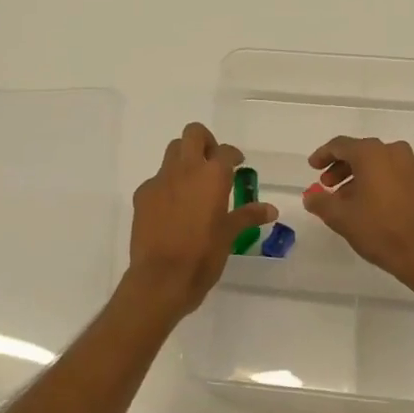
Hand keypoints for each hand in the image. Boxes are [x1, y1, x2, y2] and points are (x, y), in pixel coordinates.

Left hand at [126, 123, 275, 318]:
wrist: (161, 278)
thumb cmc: (203, 256)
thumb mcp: (229, 235)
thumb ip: (248, 216)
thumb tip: (271, 209)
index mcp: (212, 176)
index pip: (225, 151)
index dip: (233, 155)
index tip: (238, 164)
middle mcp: (185, 170)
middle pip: (193, 134)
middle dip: (204, 142)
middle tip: (212, 162)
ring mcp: (160, 180)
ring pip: (172, 152)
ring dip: (184, 159)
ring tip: (193, 184)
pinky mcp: (142, 195)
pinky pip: (157, 180)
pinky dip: (167, 185)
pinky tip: (173, 208)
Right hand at [302, 136, 413, 295]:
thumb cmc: (380, 230)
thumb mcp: (341, 217)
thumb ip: (320, 201)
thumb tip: (311, 195)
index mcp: (372, 154)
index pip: (341, 145)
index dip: (323, 155)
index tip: (312, 168)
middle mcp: (395, 152)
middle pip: (361, 152)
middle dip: (341, 168)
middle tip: (327, 186)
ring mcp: (413, 166)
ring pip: (378, 163)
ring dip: (359, 176)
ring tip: (346, 199)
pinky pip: (393, 173)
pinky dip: (378, 182)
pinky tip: (369, 204)